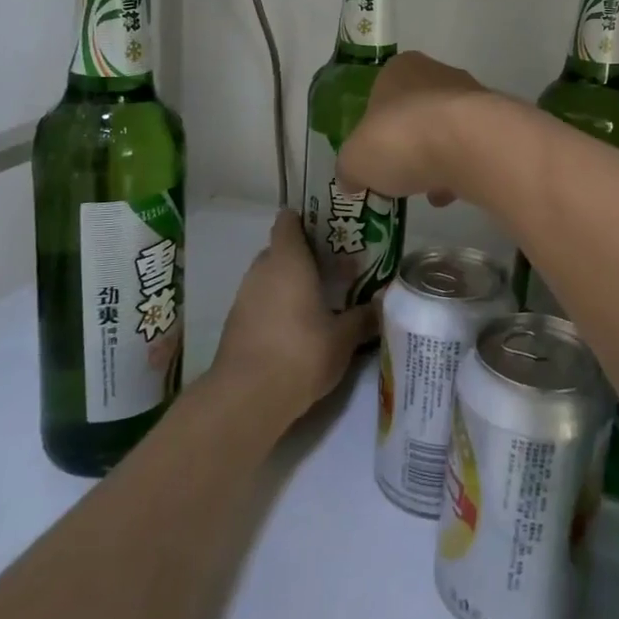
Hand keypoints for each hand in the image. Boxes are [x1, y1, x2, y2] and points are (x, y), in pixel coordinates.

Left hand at [213, 210, 378, 417]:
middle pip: (280, 250)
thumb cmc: (300, 353)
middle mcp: (262, 271)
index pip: (288, 222)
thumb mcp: (343, 338)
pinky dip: (276, 306)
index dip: (305, 220)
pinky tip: (297, 327)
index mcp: (288, 261)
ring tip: (319, 299)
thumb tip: (383, 303)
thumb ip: (363, 317)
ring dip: (289, 283)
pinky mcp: (235, 324)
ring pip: (269, 277)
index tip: (327, 229)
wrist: (246, 398)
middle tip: (332, 268)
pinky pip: (260, 301)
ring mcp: (244, 297)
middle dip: (303, 256)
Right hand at [335, 51, 488, 204]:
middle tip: (397, 176)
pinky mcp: (496, 125)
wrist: (471, 144)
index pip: (380, 95)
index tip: (372, 156)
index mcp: (399, 69)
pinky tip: (450, 195)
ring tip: (426, 192)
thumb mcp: (355, 160)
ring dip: (435, 160)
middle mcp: (437, 74)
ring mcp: (472, 98)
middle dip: (407, 146)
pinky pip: (470, 150)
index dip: (374, 128)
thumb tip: (352, 179)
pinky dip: (459, 172)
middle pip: (415, 114)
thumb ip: (350, 169)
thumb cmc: (402, 139)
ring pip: (445, 132)